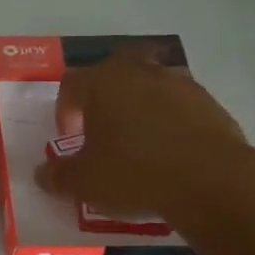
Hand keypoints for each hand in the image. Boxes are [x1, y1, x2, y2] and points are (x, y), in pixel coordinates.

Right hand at [35, 46, 253, 223]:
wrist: (212, 181)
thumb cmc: (135, 174)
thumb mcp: (85, 183)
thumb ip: (58, 175)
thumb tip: (42, 174)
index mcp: (102, 82)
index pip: (70, 85)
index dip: (64, 111)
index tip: (68, 138)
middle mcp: (139, 72)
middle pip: (112, 75)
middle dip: (103, 99)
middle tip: (102, 131)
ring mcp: (179, 83)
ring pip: (148, 88)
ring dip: (138, 109)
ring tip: (138, 145)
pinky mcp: (210, 102)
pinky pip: (178, 107)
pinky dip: (169, 123)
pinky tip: (170, 153)